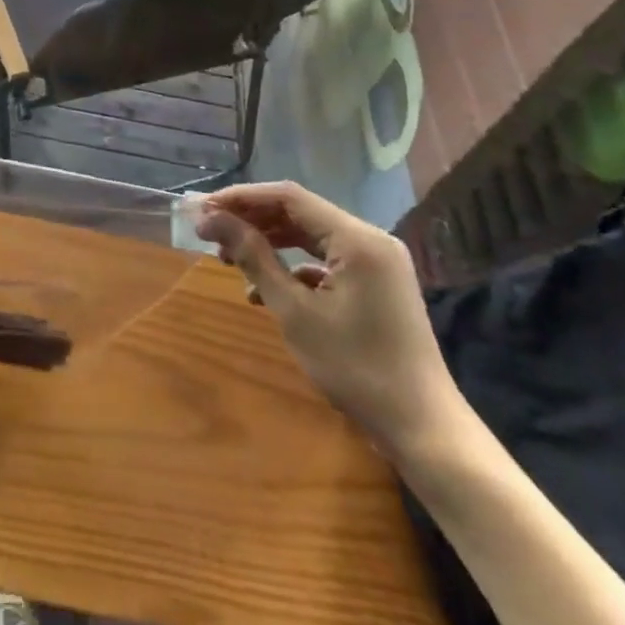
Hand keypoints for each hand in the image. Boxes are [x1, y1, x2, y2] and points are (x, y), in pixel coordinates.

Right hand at [198, 181, 464, 457]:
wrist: (422, 427)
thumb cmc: (355, 368)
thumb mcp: (294, 311)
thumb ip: (254, 257)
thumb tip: (211, 220)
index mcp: (357, 238)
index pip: (288, 197)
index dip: (241, 198)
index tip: (202, 209)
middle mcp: (370, 238)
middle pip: (299, 213)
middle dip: (251, 220)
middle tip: (209, 233)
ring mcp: (376, 262)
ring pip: (310, 237)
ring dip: (268, 244)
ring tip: (228, 258)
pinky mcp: (376, 284)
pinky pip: (325, 261)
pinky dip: (292, 268)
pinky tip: (264, 291)